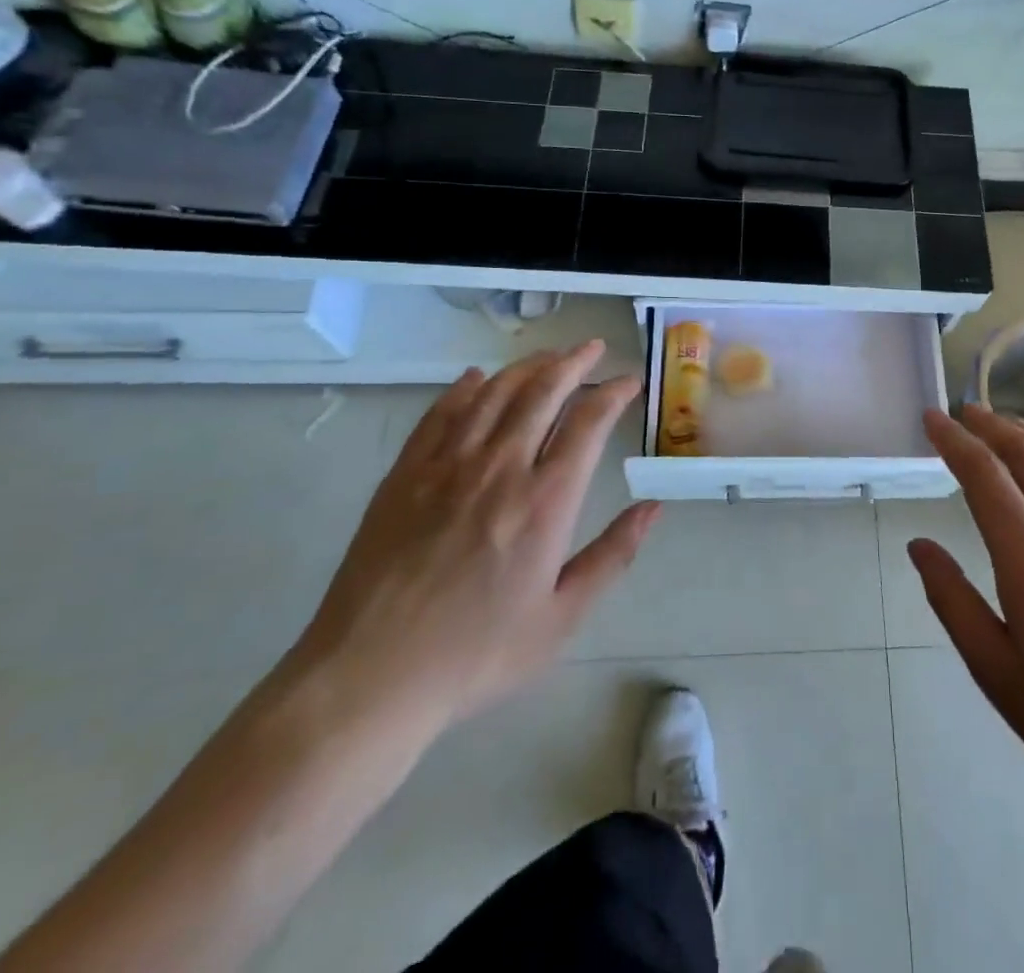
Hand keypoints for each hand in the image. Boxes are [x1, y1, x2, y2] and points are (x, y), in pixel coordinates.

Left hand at [294, 342, 655, 732]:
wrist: (370, 677)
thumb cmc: (476, 653)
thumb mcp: (562, 618)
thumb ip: (613, 556)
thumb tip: (653, 507)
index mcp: (546, 501)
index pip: (588, 422)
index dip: (613, 392)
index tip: (629, 380)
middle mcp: (501, 468)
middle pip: (543, 392)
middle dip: (574, 362)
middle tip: (593, 348)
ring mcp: (447, 466)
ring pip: (494, 393)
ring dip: (526, 367)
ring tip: (548, 356)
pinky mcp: (405, 475)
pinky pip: (440, 413)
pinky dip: (464, 388)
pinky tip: (477, 378)